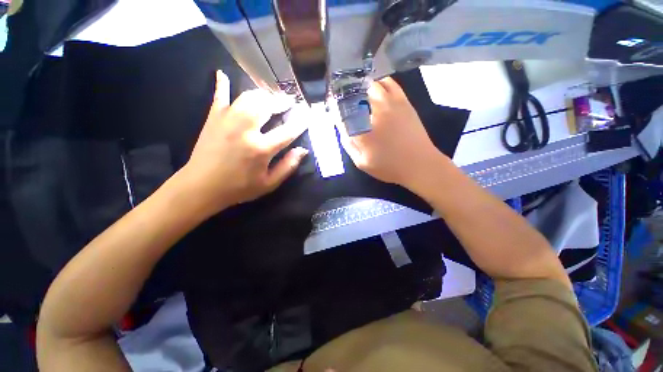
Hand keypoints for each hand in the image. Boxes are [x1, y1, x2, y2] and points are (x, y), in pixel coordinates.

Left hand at [175, 71, 307, 215]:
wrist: (201, 187)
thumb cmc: (239, 188)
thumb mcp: (269, 184)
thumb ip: (287, 167)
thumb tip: (302, 150)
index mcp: (261, 149)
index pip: (287, 131)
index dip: (300, 122)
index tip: (308, 114)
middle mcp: (245, 130)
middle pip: (267, 106)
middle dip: (281, 102)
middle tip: (289, 102)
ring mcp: (227, 121)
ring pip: (248, 97)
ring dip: (262, 95)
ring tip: (269, 97)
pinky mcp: (213, 118)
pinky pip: (219, 96)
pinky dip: (222, 84)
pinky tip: (223, 74)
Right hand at [340, 77, 445, 188]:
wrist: (419, 163)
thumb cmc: (389, 166)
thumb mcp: (362, 162)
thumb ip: (349, 145)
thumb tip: (342, 128)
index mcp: (362, 130)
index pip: (343, 111)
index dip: (335, 106)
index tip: (332, 105)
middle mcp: (375, 112)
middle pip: (356, 92)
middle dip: (346, 92)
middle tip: (344, 97)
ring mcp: (391, 103)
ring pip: (371, 84)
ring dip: (361, 85)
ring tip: (357, 91)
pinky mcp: (403, 101)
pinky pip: (389, 83)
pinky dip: (379, 82)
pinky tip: (376, 87)